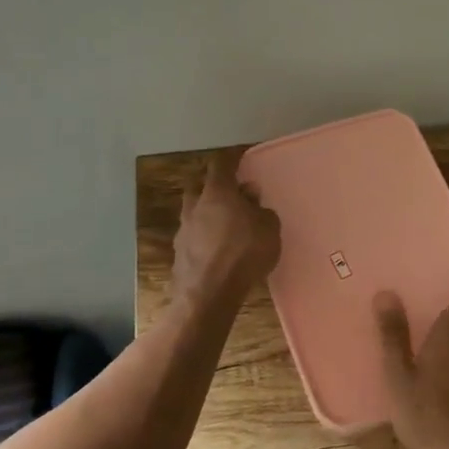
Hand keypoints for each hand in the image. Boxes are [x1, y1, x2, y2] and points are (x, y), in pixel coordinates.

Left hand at [171, 149, 281, 308]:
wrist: (209, 294)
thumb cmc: (244, 252)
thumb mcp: (269, 228)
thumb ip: (261, 209)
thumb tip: (250, 196)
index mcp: (217, 192)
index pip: (221, 164)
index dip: (232, 157)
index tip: (240, 155)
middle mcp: (195, 206)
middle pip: (200, 187)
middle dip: (214, 186)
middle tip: (231, 193)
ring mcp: (183, 231)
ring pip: (194, 213)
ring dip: (208, 214)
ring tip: (226, 226)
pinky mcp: (179, 254)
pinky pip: (194, 237)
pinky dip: (204, 238)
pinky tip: (217, 250)